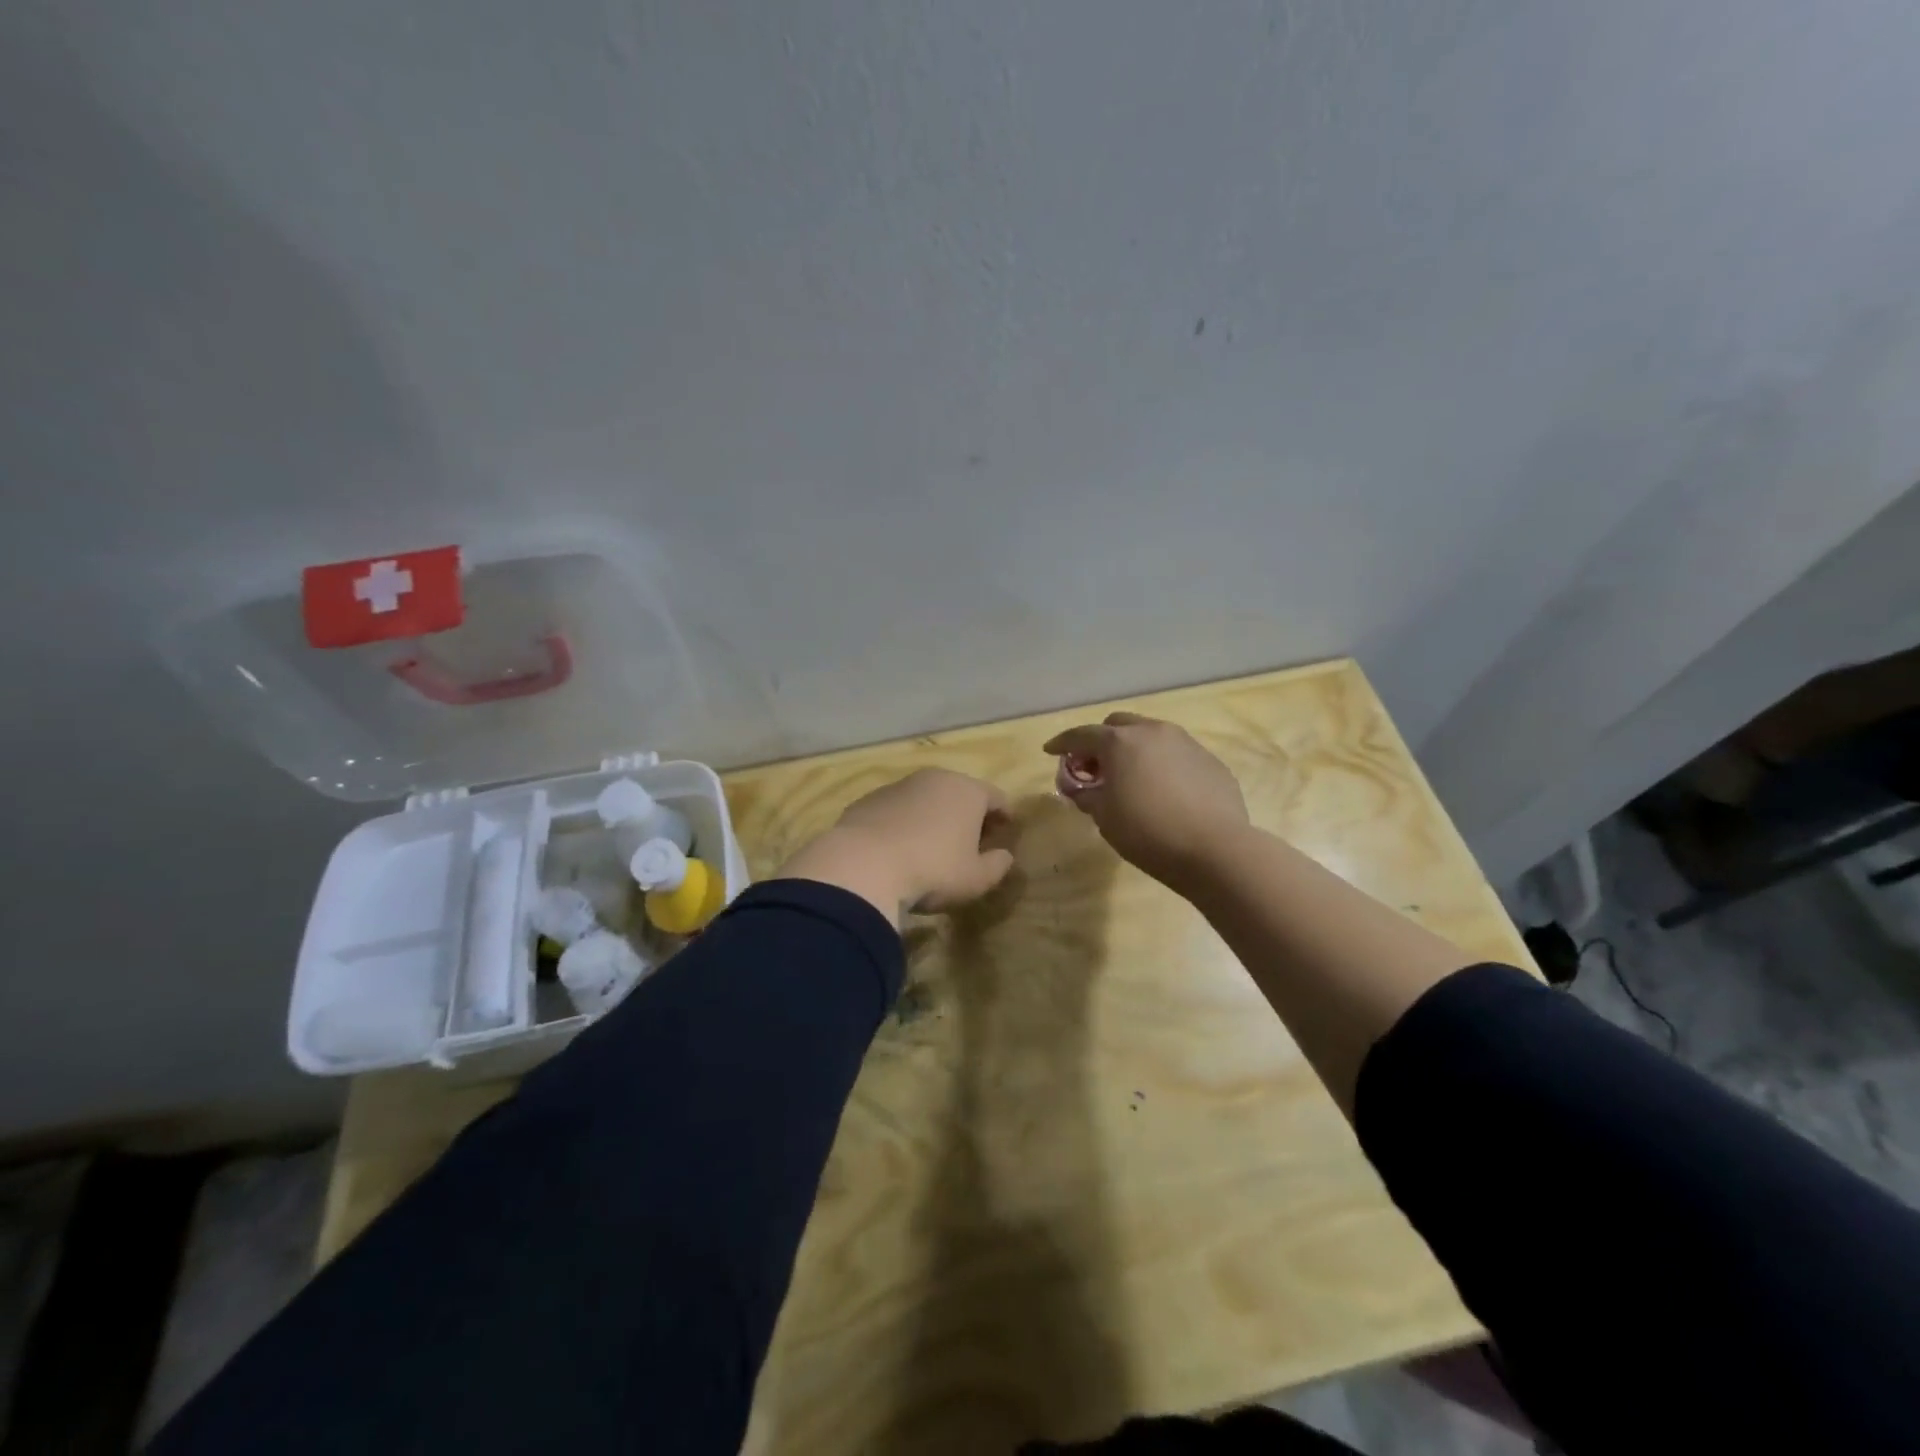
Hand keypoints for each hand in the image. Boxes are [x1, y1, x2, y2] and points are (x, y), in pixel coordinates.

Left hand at [775, 769, 1015, 924]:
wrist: (862, 865)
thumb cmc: (932, 870)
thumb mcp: (975, 879)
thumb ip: (997, 866)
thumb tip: (1004, 856)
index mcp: (967, 791)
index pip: (996, 798)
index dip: (1004, 816)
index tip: (1005, 832)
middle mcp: (934, 779)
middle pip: (960, 793)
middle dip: (968, 814)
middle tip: (971, 840)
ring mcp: (897, 786)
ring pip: (925, 798)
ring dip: (933, 816)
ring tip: (932, 845)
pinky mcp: (867, 800)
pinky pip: (896, 810)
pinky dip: (903, 823)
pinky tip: (899, 848)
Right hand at [1043, 712, 1248, 890]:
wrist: (1215, 849)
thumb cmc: (1147, 832)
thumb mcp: (1104, 816)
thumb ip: (1085, 794)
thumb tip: (1078, 786)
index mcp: (1120, 742)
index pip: (1081, 735)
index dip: (1062, 743)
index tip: (1050, 751)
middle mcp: (1153, 731)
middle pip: (1118, 724)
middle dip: (1100, 741)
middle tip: (1093, 767)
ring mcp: (1186, 743)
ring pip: (1150, 734)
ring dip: (1133, 749)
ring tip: (1129, 777)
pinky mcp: (1210, 761)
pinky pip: (1176, 754)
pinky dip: (1160, 763)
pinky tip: (1163, 790)